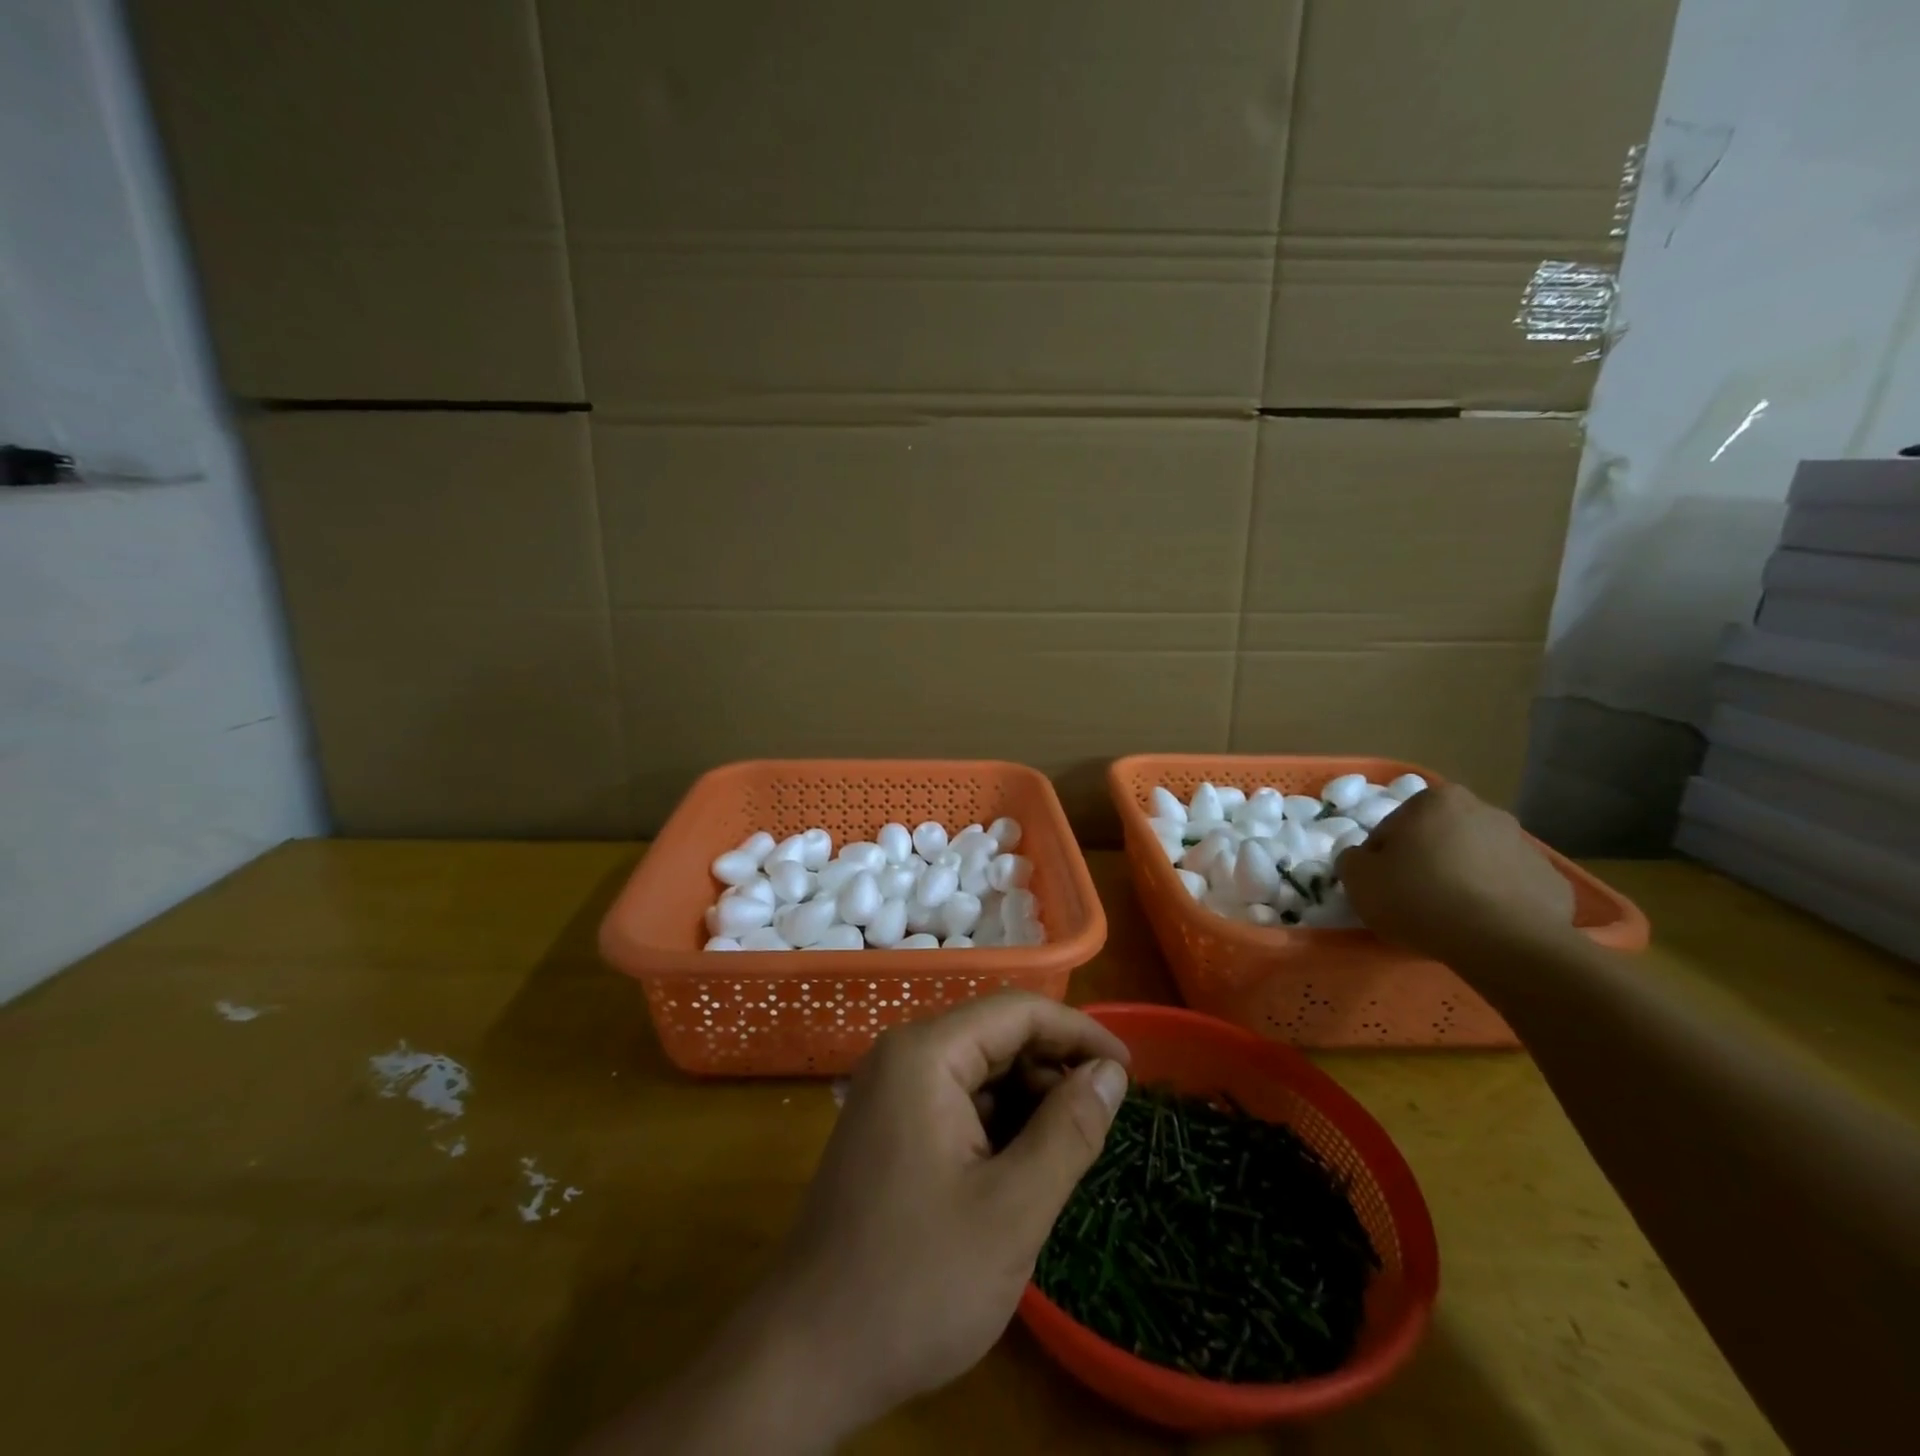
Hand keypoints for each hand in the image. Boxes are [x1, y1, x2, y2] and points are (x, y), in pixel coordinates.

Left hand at [579, 994, 1130, 1455]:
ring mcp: (891, 1092)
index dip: (1079, 1032)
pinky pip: (958, 1103)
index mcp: (926, 1054)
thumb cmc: (915, 1282)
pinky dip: (999, 1126)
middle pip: (997, 1036)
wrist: (806, 1357)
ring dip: (1029, 1102)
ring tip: (1065, 1158)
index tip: (1129, 1072)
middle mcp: (904, 1056)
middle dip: (1053, 1070)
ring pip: (980, 1072)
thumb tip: (1110, 1073)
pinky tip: (1020, 1173)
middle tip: (1100, 1126)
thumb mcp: (1012, 1209)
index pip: (1018, 1011)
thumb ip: (1069, 1131)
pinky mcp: (890, 1128)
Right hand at [1337, 782, 1574, 961]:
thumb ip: (1352, 859)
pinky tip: (1484, 927)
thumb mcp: (1358, 878)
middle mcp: (1485, 811)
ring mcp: (1526, 846)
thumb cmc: (1419, 897)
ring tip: (1451, 917)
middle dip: (1427, 860)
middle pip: (1440, 837)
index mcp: (1436, 800)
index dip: (1382, 856)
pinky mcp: (1553, 883)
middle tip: (1414, 898)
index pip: (1394, 826)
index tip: (1381, 884)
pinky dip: (1497, 902)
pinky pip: (1511, 889)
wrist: (1502, 942)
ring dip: (1463, 879)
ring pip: (1477, 861)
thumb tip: (1364, 859)